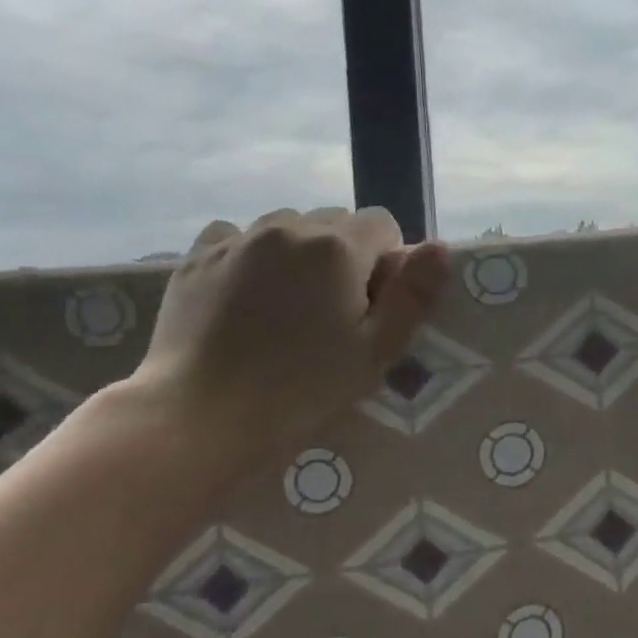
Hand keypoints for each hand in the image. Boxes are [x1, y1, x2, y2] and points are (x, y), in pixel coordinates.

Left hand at [125, 206, 449, 486]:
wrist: (200, 416)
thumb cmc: (303, 389)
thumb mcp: (377, 350)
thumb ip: (414, 293)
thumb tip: (440, 246)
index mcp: (338, 247)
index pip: (383, 224)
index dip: (387, 262)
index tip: (373, 305)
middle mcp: (288, 228)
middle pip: (335, 221)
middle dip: (344, 255)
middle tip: (332, 312)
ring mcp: (237, 239)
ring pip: (286, 226)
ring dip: (298, 252)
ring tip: (286, 305)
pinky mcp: (196, 258)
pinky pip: (237, 237)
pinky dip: (250, 255)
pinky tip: (244, 296)